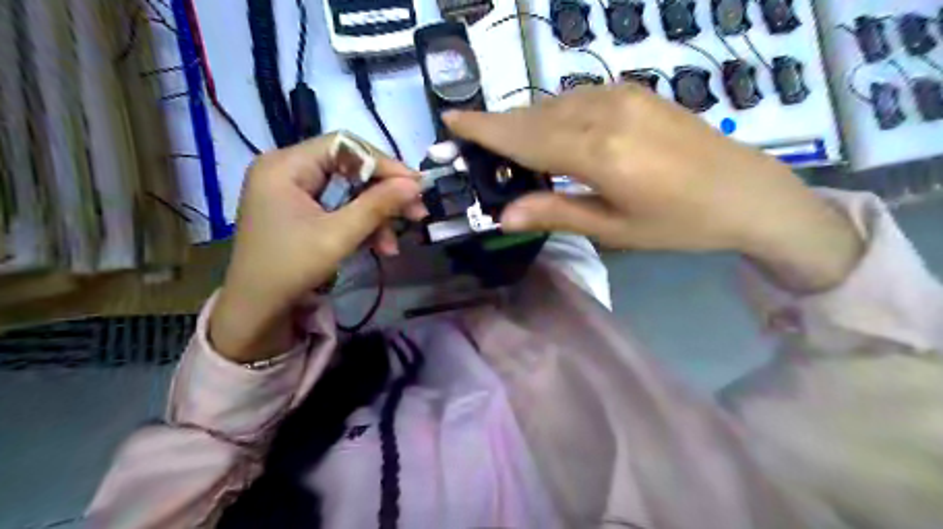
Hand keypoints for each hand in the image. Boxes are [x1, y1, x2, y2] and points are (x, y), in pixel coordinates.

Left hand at [213, 135, 423, 360]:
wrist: (256, 311)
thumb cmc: (290, 268)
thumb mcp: (338, 236)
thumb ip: (378, 206)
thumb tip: (415, 184)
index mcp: (286, 165)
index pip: (345, 146)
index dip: (384, 163)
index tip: (415, 186)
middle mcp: (288, 170)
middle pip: (349, 168)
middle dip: (384, 194)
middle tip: (416, 212)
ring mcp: (293, 191)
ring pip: (349, 191)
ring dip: (376, 216)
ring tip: (393, 245)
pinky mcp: (300, 211)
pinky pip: (339, 207)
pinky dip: (361, 225)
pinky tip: (379, 246)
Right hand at [448, 87, 863, 292]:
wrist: (749, 193)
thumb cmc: (680, 223)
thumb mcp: (614, 229)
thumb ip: (556, 213)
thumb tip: (503, 215)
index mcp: (598, 153)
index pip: (524, 138)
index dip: (484, 129)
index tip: (451, 120)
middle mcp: (604, 112)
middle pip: (534, 116)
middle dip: (499, 126)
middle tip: (472, 138)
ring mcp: (622, 95)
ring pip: (554, 104)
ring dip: (525, 120)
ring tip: (507, 143)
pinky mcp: (635, 92)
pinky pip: (578, 98)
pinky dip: (553, 112)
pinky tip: (550, 130)